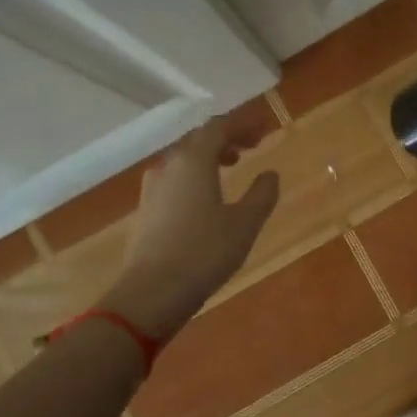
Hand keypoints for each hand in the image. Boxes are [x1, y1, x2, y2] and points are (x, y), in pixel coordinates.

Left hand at [104, 113, 280, 338]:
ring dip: (210, 155)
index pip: (219, 127)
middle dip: (227, 137)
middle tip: (253, 145)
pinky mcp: (146, 209)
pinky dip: (196, 174)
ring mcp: (153, 187)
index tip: (264, 129)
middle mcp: (169, 165)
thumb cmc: (205, 252)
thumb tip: (270, 174)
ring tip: (232, 165)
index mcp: (194, 160)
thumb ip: (261, 194)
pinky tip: (207, 194)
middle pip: (199, 138)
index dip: (243, 124)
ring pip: (184, 158)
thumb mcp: (245, 224)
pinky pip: (175, 177)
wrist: (152, 293)